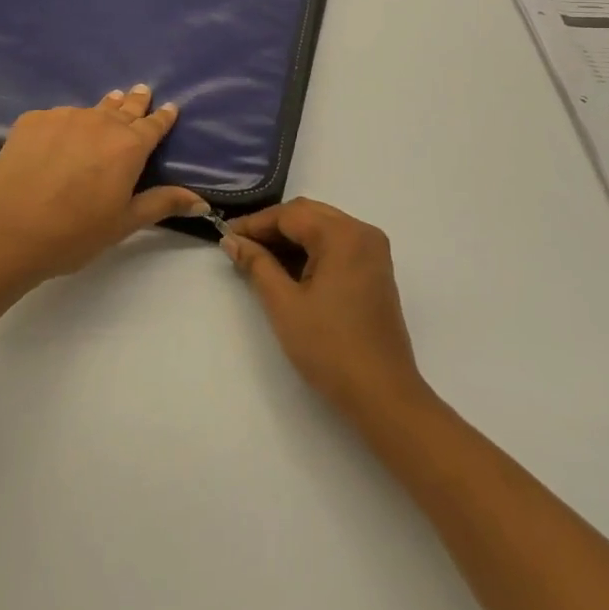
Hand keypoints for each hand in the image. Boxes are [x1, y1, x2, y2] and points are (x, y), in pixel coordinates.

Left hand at [0, 85, 206, 287]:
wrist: (8, 232)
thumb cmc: (75, 233)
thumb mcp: (124, 222)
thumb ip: (162, 203)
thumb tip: (201, 201)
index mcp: (128, 146)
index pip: (154, 125)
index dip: (163, 117)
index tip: (170, 107)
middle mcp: (100, 122)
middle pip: (124, 107)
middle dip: (135, 101)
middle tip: (142, 90)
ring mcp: (63, 117)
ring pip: (90, 110)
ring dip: (101, 110)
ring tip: (107, 106)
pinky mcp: (32, 120)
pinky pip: (57, 117)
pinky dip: (65, 123)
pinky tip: (59, 136)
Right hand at [220, 199, 427, 419]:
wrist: (382, 394)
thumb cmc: (329, 347)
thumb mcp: (284, 304)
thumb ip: (257, 265)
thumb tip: (232, 240)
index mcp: (343, 235)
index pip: (290, 214)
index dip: (255, 223)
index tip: (226, 236)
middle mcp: (362, 233)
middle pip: (309, 215)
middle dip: (272, 228)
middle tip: (240, 246)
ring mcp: (373, 252)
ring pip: (323, 228)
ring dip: (291, 239)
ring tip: (258, 258)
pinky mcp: (376, 270)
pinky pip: (337, 245)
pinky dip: (311, 251)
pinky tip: (287, 269)